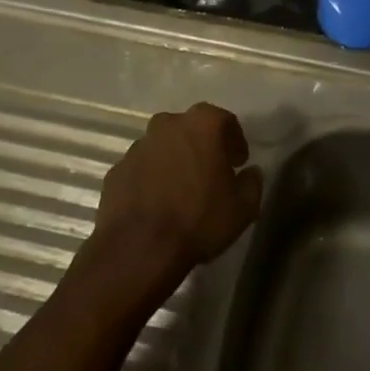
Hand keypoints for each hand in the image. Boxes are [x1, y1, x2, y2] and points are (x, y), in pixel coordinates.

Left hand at [93, 103, 263, 281]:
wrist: (139, 248)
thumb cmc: (198, 220)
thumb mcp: (243, 208)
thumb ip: (252, 183)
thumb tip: (250, 173)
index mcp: (203, 124)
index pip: (226, 121)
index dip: (235, 142)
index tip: (237, 164)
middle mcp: (168, 124)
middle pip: (191, 129)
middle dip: (202, 146)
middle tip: (211, 174)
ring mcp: (139, 145)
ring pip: (164, 146)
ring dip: (174, 161)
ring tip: (181, 192)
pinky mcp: (117, 168)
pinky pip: (142, 168)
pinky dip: (151, 178)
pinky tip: (156, 204)